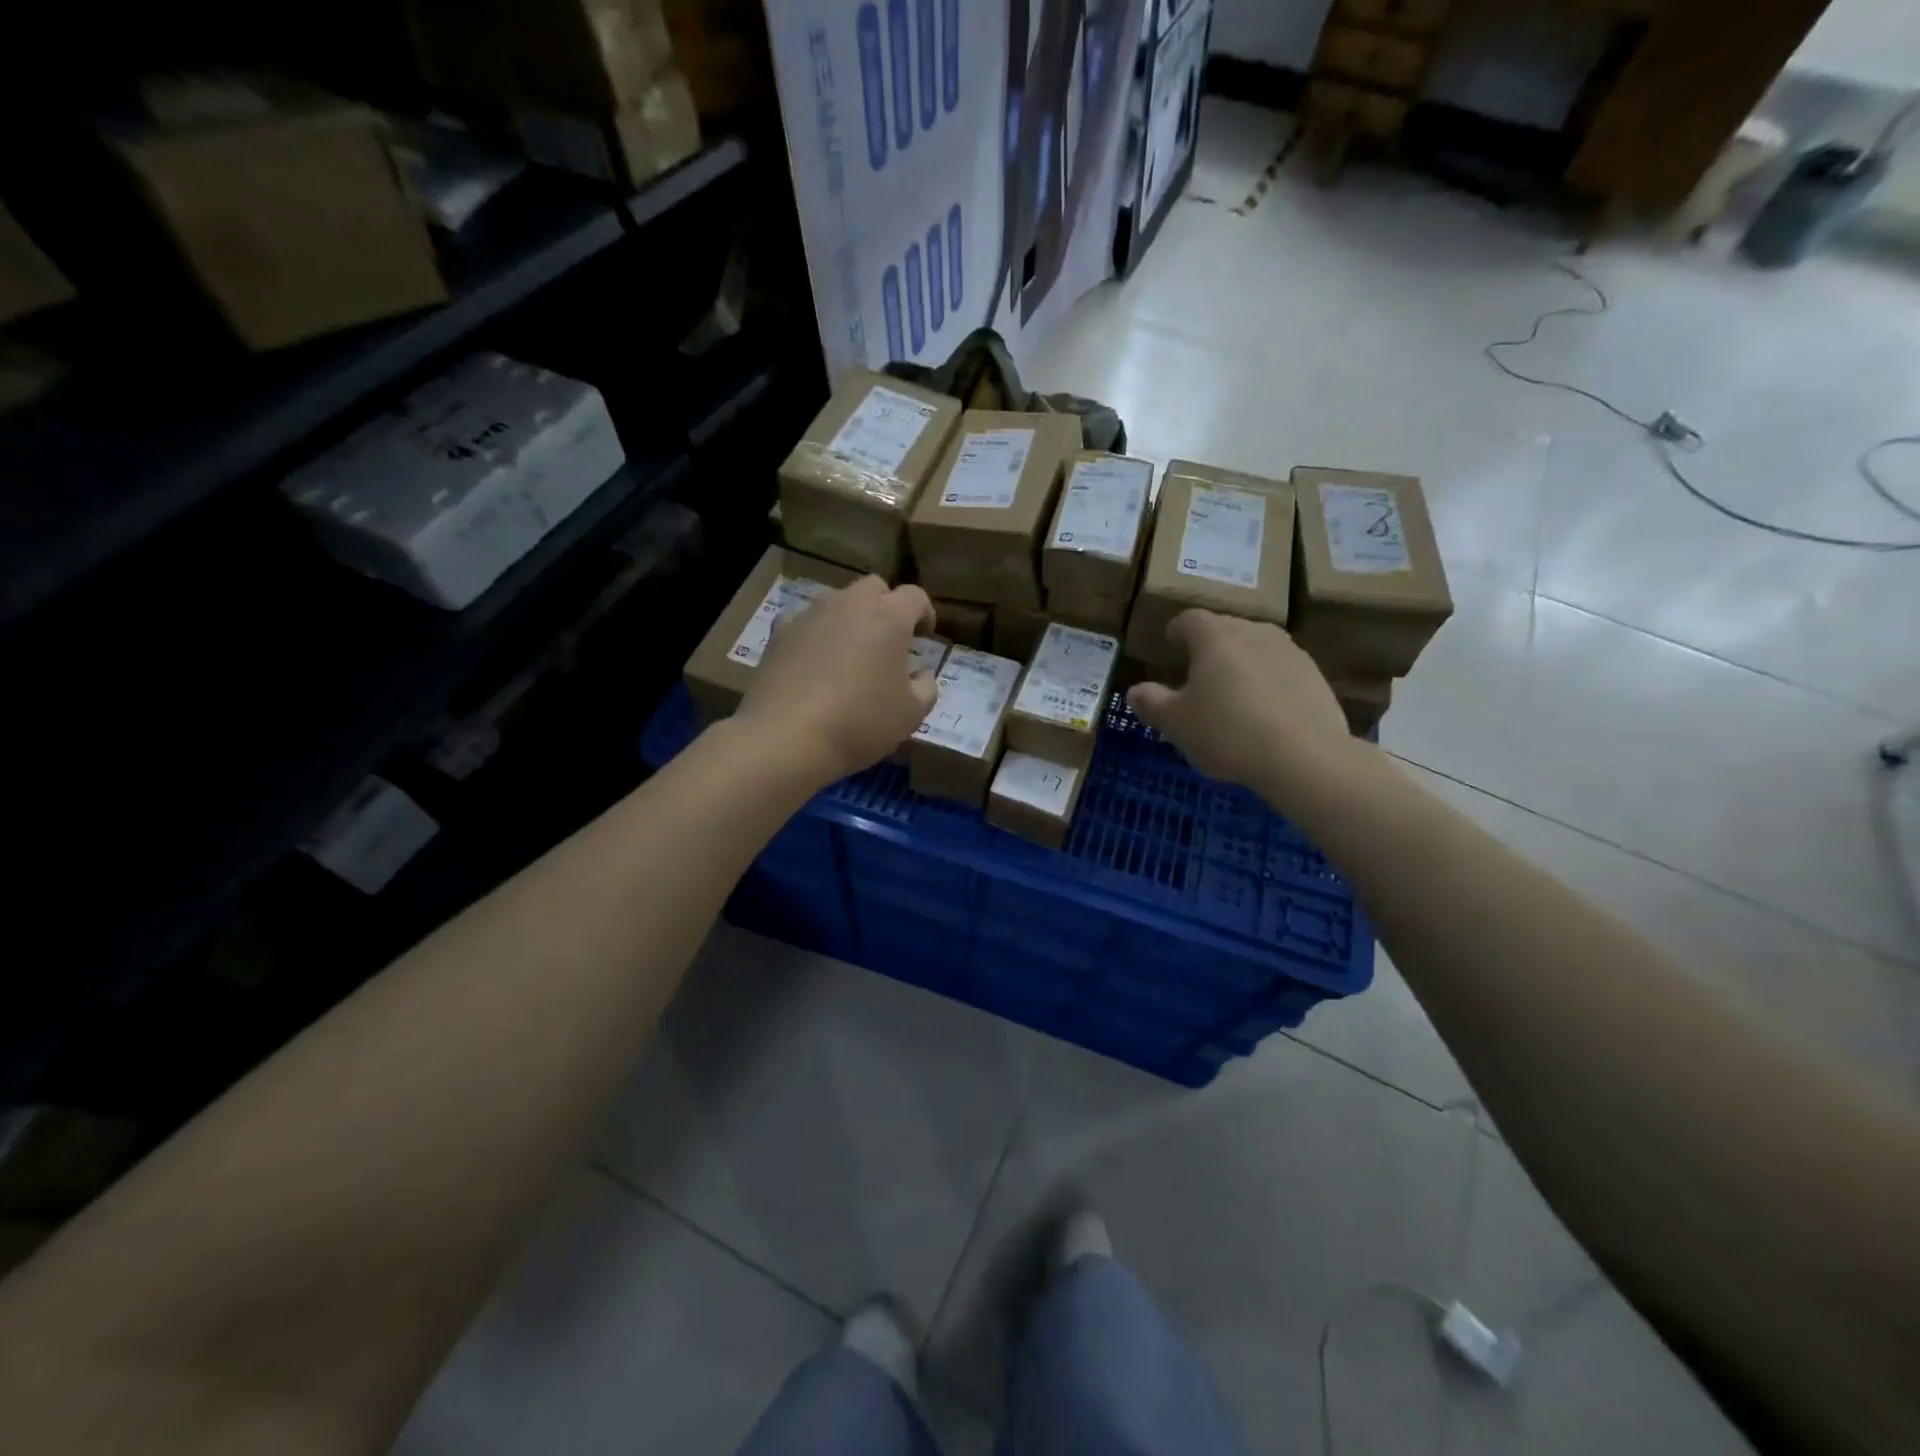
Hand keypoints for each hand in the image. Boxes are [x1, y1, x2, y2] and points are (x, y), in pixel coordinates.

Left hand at [735, 575, 938, 784]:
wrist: (786, 737)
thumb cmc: (860, 722)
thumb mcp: (911, 715)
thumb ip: (926, 688)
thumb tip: (921, 675)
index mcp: (888, 617)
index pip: (914, 597)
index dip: (925, 613)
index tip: (925, 635)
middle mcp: (849, 604)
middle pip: (873, 588)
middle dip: (885, 607)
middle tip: (889, 640)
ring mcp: (810, 615)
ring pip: (837, 602)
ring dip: (850, 620)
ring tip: (851, 653)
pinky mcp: (779, 634)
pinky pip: (805, 623)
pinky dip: (816, 635)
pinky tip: (815, 662)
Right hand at [1127, 610, 1357, 798]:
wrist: (1304, 757)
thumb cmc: (1227, 732)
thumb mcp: (1175, 723)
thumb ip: (1151, 702)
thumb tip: (1135, 691)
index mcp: (1215, 637)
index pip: (1190, 619)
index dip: (1177, 629)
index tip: (1171, 643)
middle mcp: (1254, 632)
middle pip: (1226, 629)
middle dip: (1210, 646)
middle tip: (1198, 673)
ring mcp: (1290, 652)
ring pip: (1257, 648)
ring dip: (1242, 663)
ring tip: (1232, 693)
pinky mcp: (1316, 677)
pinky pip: (1282, 671)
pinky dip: (1268, 683)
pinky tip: (1264, 713)